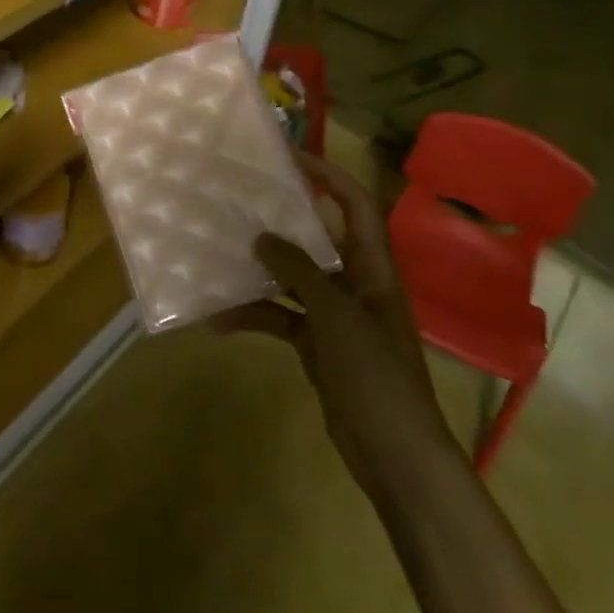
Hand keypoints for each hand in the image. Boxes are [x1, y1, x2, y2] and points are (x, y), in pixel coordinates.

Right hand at [215, 151, 458, 502]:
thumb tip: (261, 237)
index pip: (355, 205)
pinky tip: (217, 318)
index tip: (290, 155)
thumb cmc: (376, 374)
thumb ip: (298, 270)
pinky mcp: (317, 345)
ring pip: (292, 278)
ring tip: (218, 251)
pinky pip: (280, 317)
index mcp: (373, 267)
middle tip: (240, 197)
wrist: (396, 457)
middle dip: (281, 218)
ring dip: (258, 270)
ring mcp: (335, 316)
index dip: (329, 175)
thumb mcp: (336, 315)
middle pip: (317, 238)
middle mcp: (354, 283)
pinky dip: (253, 315)